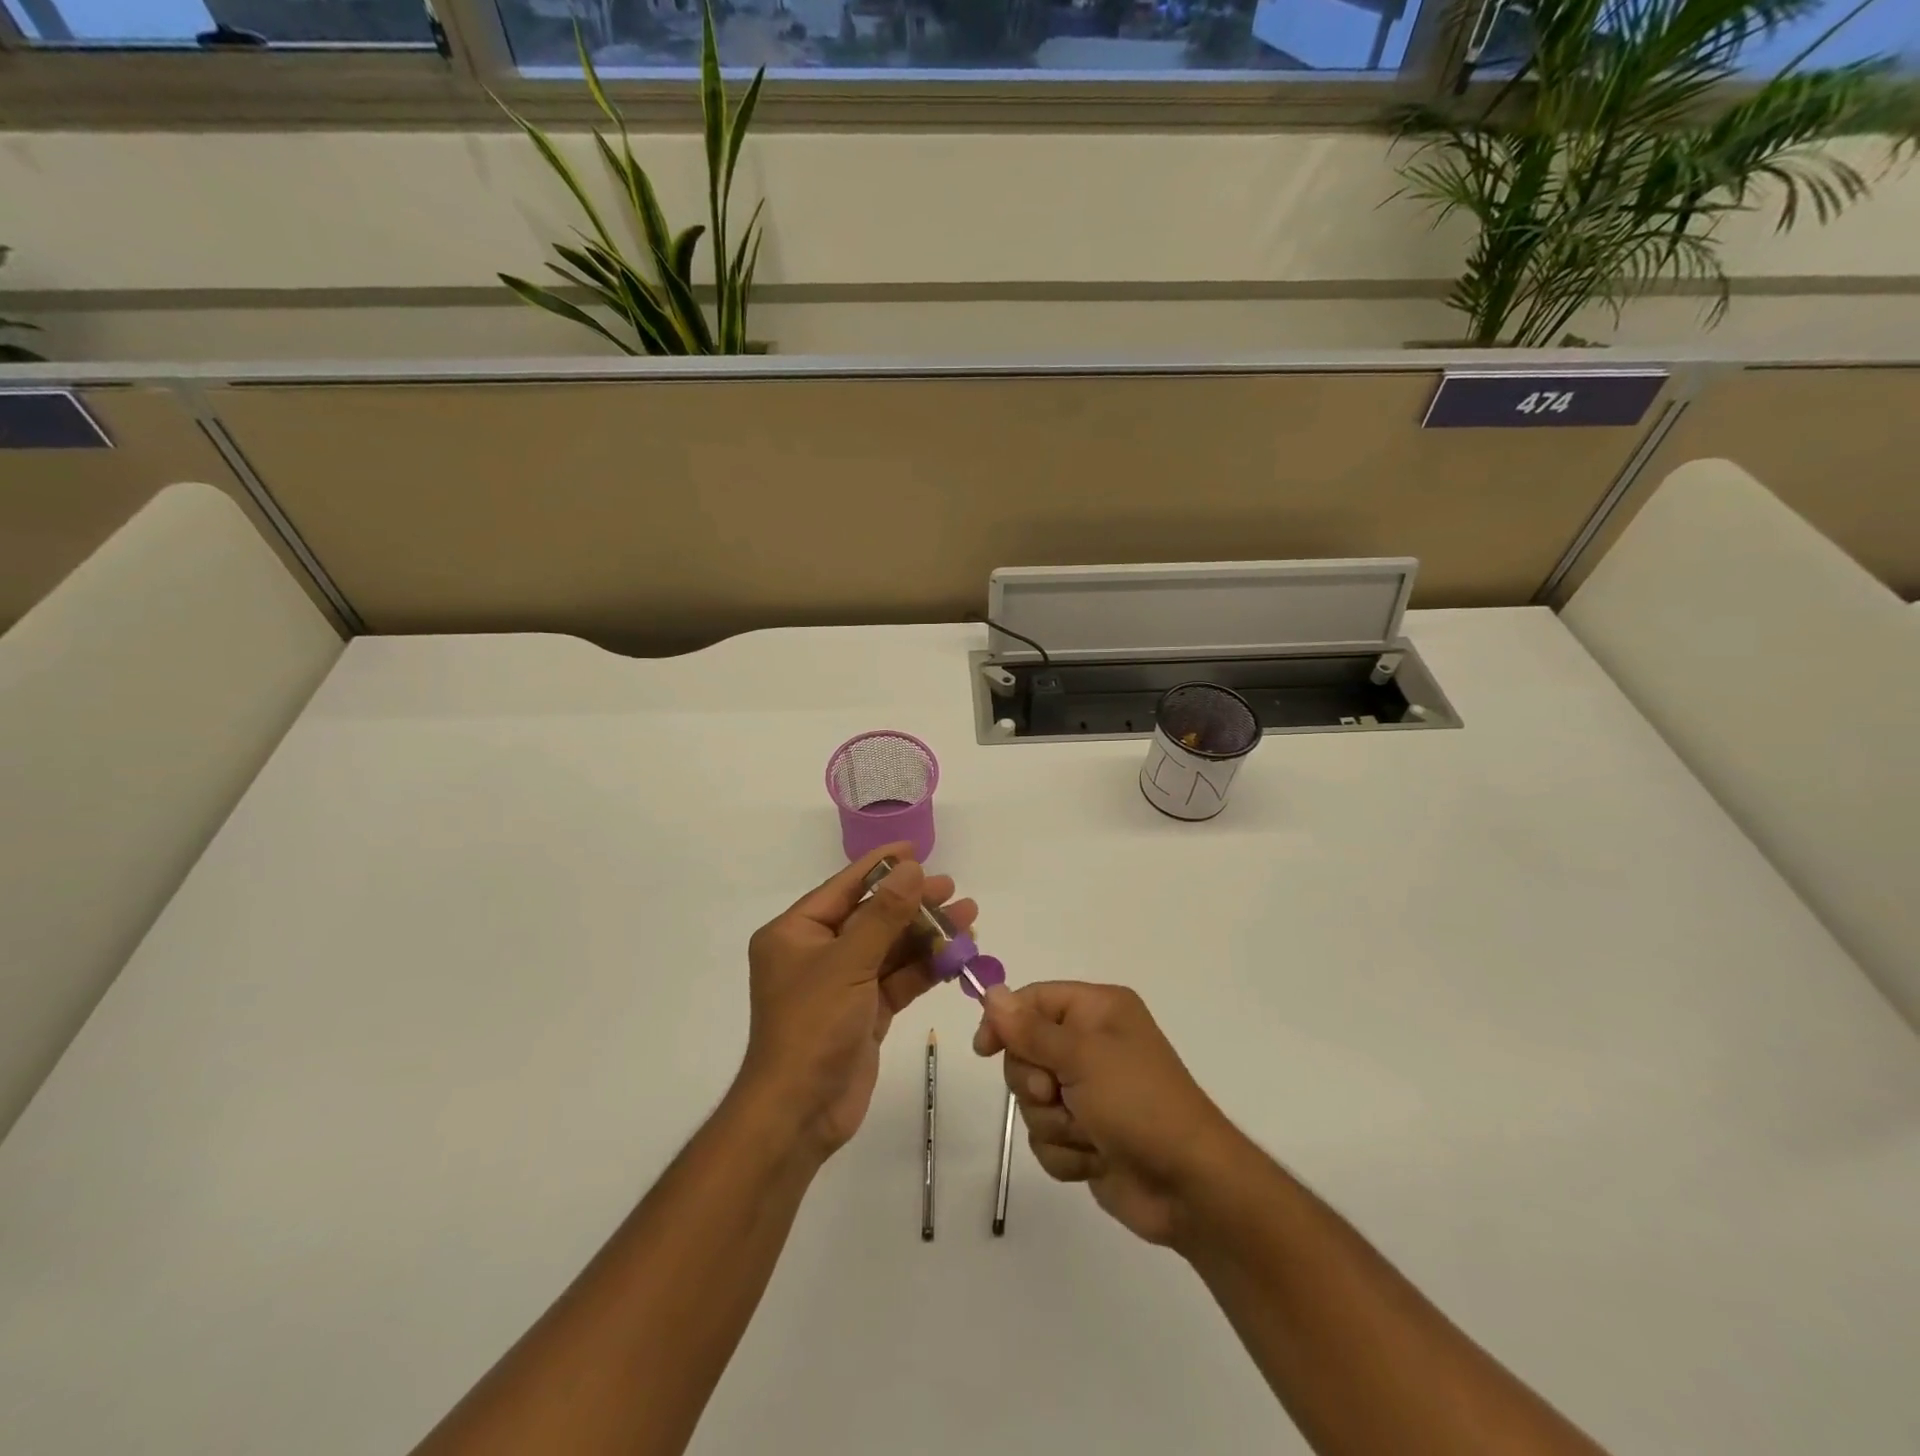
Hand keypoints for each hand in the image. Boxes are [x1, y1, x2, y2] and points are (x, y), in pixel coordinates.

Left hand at [738, 845, 976, 1160]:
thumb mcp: (848, 963)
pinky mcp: (864, 1012)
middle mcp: (817, 953)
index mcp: (795, 933)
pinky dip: (925, 967)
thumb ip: (883, 914)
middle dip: (913, 903)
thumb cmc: (812, 1027)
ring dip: (926, 935)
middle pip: (871, 916)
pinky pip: (898, 979)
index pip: (843, 887)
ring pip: (889, 948)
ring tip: (969, 917)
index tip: (915, 850)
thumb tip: (911, 868)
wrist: (799, 1113)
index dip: (880, 866)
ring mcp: (842, 984)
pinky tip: (957, 954)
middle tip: (953, 889)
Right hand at [973, 982, 1236, 1246]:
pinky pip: (1047, 1137)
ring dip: (1055, 1123)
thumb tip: (991, 992)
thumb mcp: (1083, 1057)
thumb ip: (1031, 1030)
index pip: (1033, 1000)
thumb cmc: (1139, 1104)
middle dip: (1036, 1083)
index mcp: (1098, 1010)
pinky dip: (1066, 1152)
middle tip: (1058, 1094)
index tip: (985, 1049)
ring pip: (1033, 1101)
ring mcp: (1088, 1092)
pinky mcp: (1086, 1135)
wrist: (1189, 1187)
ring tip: (1089, 1133)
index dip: (1005, 1021)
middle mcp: (1091, 1044)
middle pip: (1025, 1052)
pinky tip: (1095, 1159)